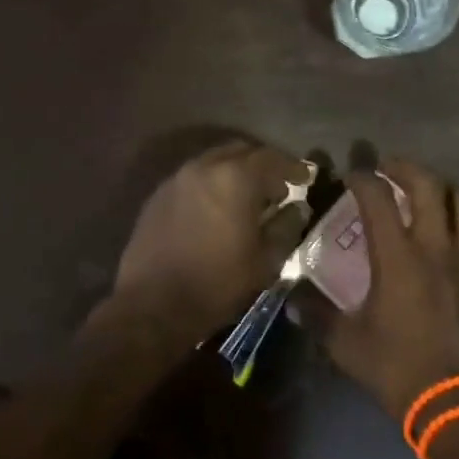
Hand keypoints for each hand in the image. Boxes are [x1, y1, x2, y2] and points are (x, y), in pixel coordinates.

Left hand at [108, 140, 312, 347]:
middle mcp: (204, 167)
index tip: (306, 178)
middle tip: (277, 187)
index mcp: (235, 178)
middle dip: (263, 164)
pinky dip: (212, 183)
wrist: (152, 306)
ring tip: (248, 198)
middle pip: (241, 151)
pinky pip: (194, 177)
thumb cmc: (217, 284)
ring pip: (214, 160)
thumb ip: (286, 227)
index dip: (292, 167)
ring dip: (235, 171)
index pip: (272, 159)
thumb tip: (296, 208)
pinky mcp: (159, 195)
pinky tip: (217, 208)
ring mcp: (177, 178)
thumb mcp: (265, 261)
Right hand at [315, 159, 458, 417]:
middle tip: (388, 168)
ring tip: (425, 193)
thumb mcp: (347, 344)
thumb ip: (316, 315)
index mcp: (398, 256)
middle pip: (428, 185)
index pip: (377, 198)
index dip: (362, 178)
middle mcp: (435, 247)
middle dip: (405, 168)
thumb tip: (289, 297)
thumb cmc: (400, 370)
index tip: (350, 174)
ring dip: (442, 190)